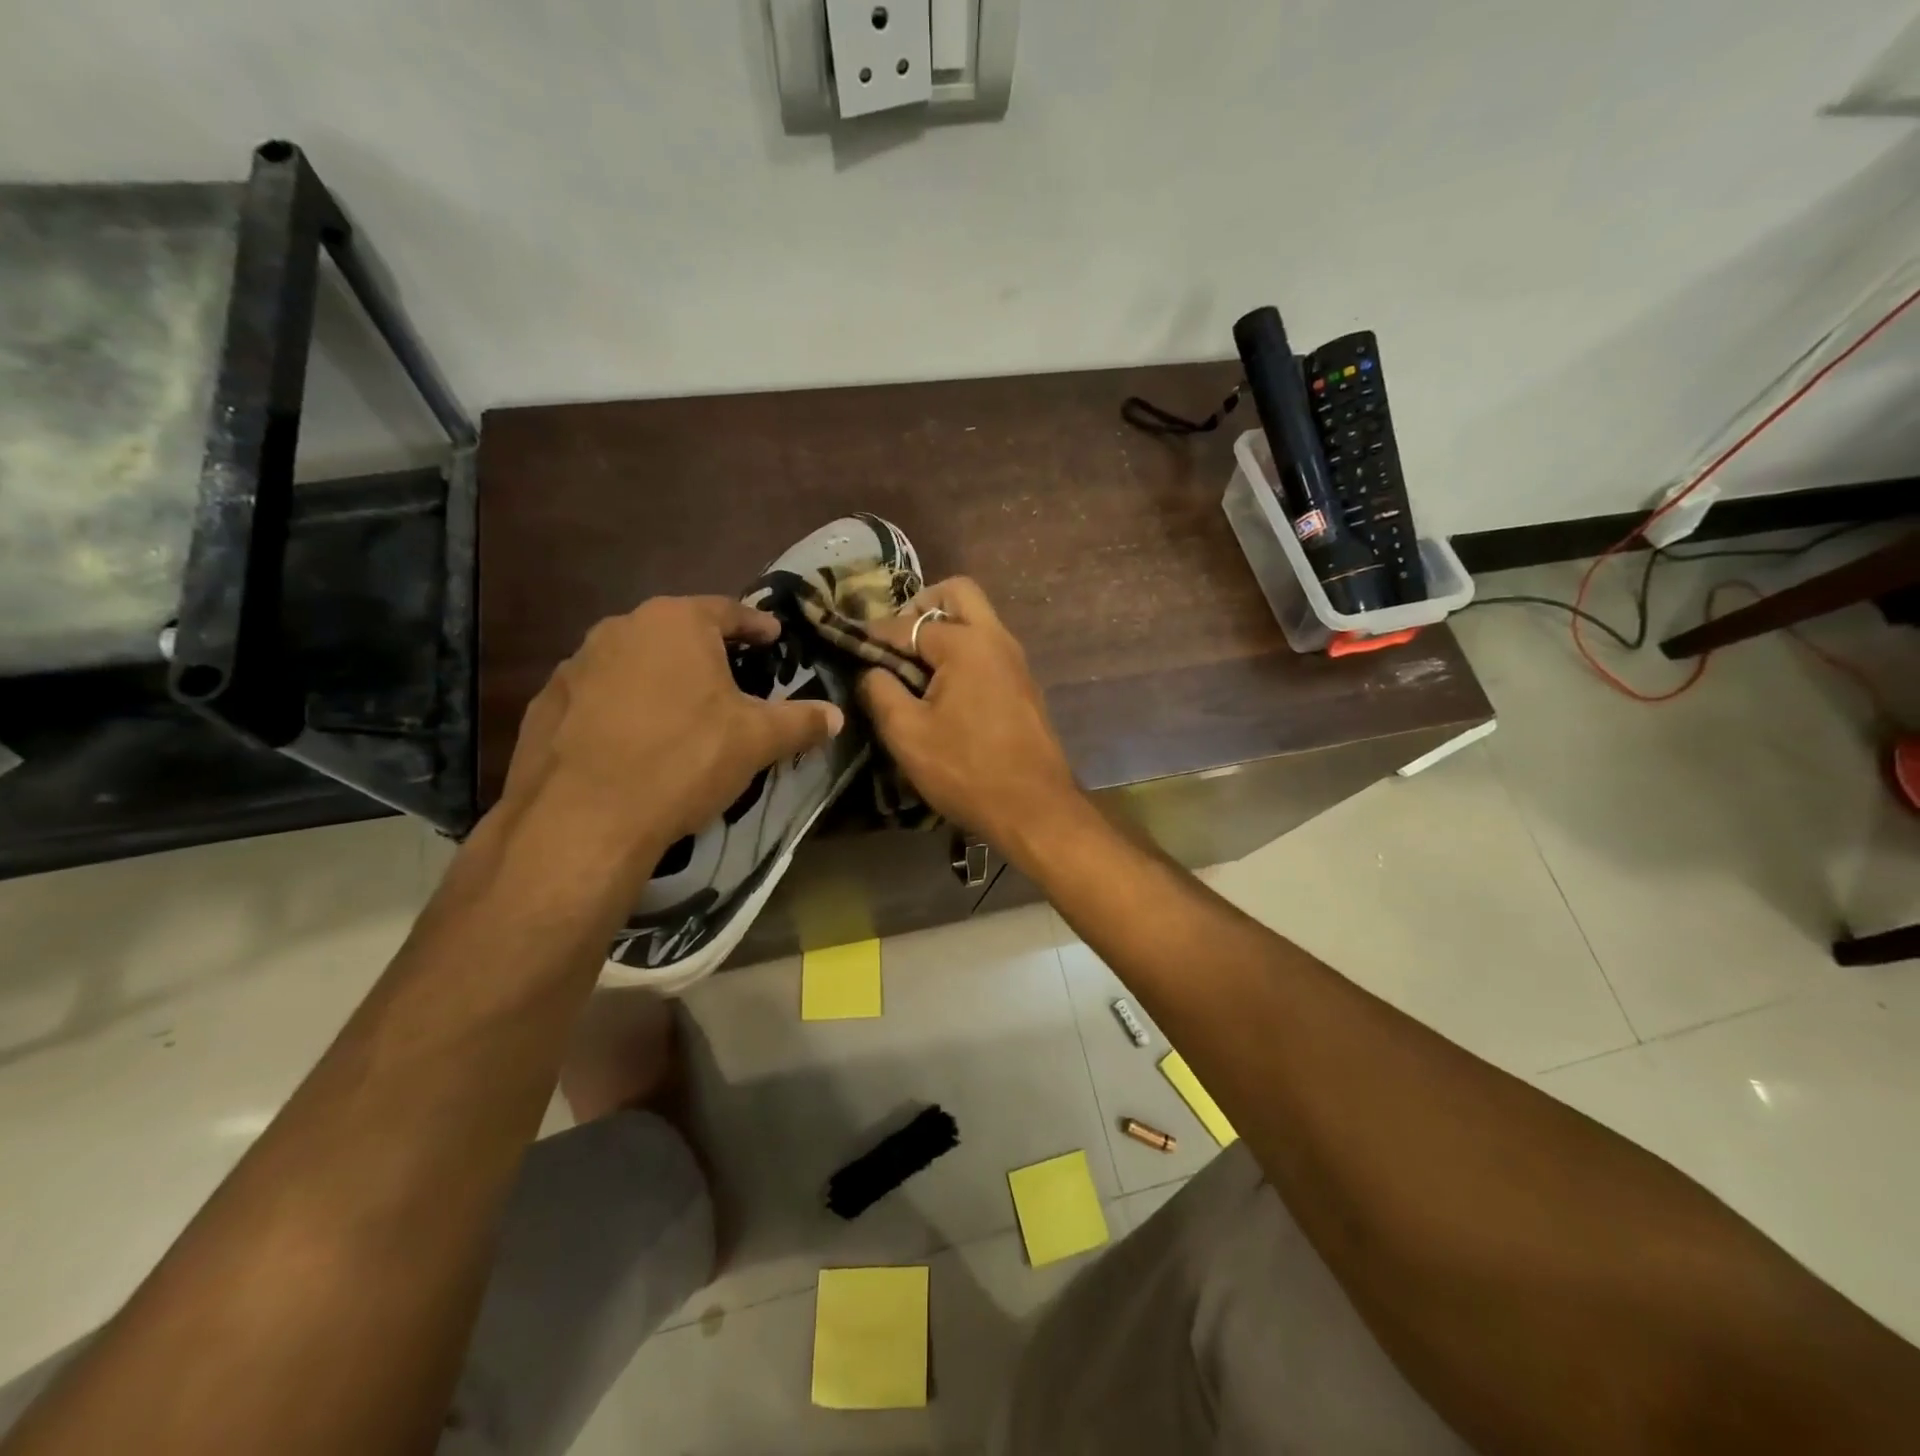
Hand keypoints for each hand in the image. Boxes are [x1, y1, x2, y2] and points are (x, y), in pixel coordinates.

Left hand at [502, 597, 843, 867]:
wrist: (583, 818)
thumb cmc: (684, 760)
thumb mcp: (757, 741)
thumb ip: (801, 721)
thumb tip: (836, 716)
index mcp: (675, 622)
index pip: (728, 610)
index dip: (756, 625)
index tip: (773, 637)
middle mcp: (621, 628)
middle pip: (677, 632)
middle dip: (707, 652)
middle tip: (733, 678)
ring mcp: (576, 664)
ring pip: (635, 662)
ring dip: (662, 679)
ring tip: (683, 713)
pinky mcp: (545, 704)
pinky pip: (600, 695)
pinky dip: (623, 707)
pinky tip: (635, 741)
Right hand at [856, 577, 1080, 856]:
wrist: (1035, 809)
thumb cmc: (966, 770)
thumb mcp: (907, 734)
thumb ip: (880, 692)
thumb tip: (871, 671)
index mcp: (966, 644)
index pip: (910, 623)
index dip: (876, 632)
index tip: (851, 641)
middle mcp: (997, 639)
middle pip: (958, 593)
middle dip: (921, 605)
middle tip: (896, 638)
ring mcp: (1016, 661)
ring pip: (978, 619)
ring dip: (945, 627)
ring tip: (912, 664)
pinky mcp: (1024, 685)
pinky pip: (988, 647)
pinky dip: (963, 650)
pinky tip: (942, 686)